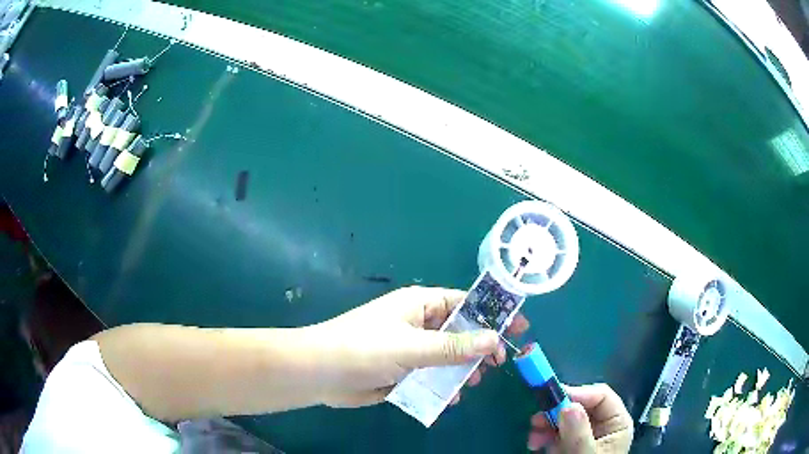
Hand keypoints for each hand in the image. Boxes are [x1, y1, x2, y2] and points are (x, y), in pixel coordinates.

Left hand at [304, 286, 529, 407]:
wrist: (320, 373)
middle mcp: (417, 323)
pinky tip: (449, 397)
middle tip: (498, 364)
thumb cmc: (365, 349)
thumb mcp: (413, 347)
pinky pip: (430, 375)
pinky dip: (441, 384)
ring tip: (472, 383)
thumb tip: (494, 339)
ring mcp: (409, 348)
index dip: (492, 314)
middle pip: (459, 331)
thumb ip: (453, 346)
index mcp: (419, 304)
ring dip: (460, 369)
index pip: (465, 303)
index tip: (517, 328)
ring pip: (446, 356)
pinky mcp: (401, 370)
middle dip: (479, 347)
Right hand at [528, 384, 632, 453]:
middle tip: (535, 420)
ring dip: (546, 426)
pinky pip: (558, 434)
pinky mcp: (572, 445)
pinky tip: (536, 446)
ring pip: (565, 420)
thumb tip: (567, 405)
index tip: (552, 398)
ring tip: (533, 439)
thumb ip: (579, 433)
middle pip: (580, 407)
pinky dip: (545, 437)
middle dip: (556, 413)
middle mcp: (603, 426)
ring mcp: (587, 436)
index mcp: (617, 423)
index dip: (578, 394)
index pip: (601, 396)